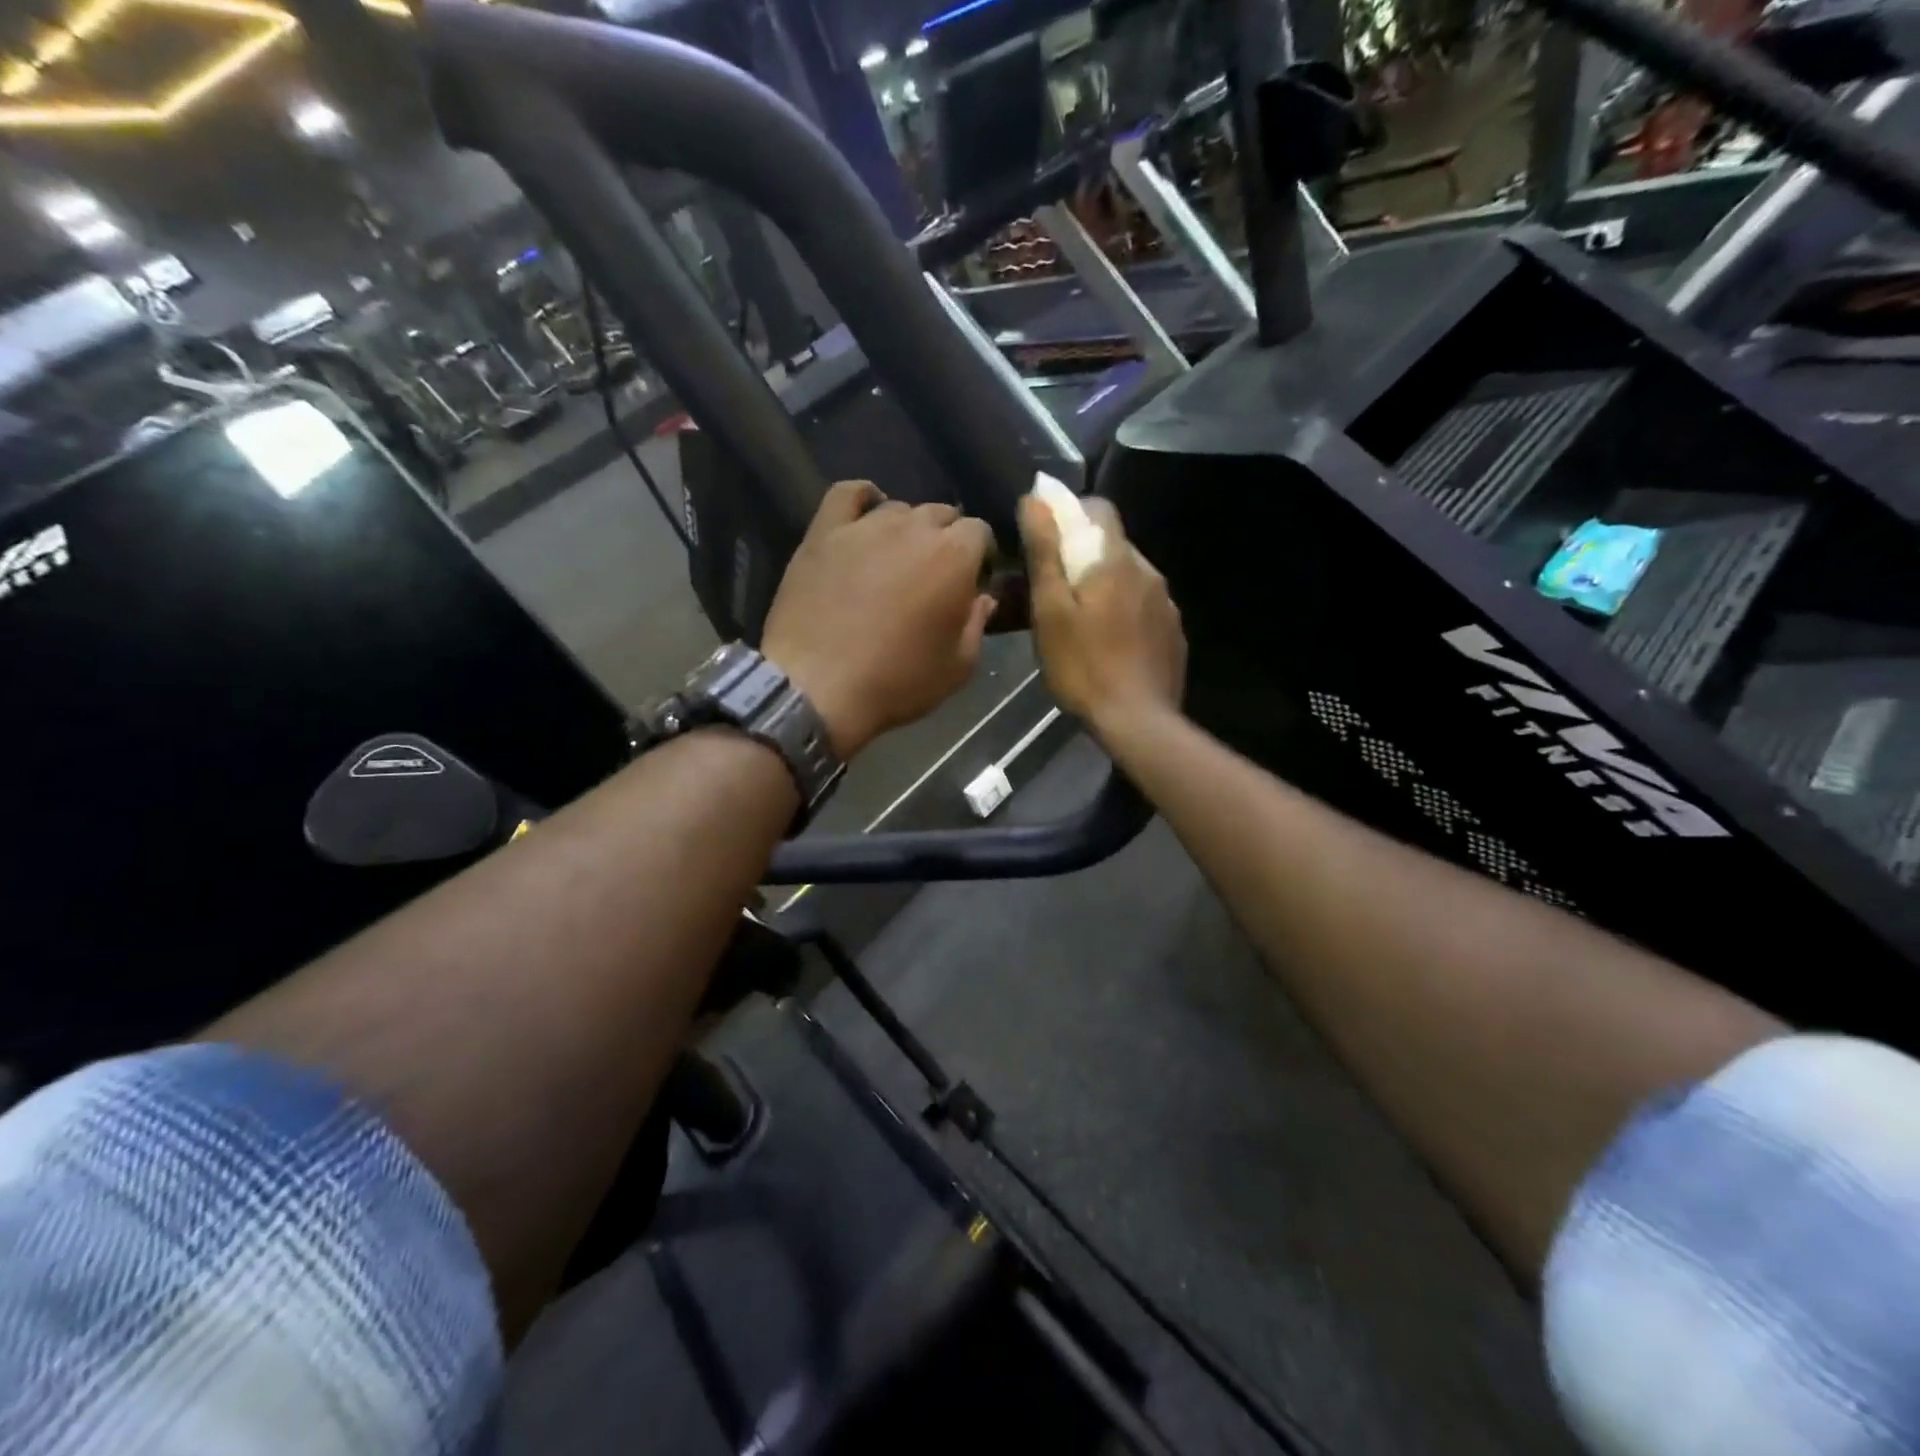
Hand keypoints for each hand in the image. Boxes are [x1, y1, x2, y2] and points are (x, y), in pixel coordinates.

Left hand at [763, 481, 996, 759]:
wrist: (818, 688)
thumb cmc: (897, 681)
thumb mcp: (957, 667)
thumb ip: (977, 624)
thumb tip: (982, 598)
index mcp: (954, 556)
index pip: (979, 532)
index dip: (979, 556)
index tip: (972, 582)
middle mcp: (914, 528)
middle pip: (941, 514)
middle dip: (946, 540)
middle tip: (934, 577)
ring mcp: (865, 526)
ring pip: (898, 509)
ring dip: (907, 528)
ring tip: (897, 560)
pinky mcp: (824, 532)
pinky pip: (847, 494)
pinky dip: (862, 498)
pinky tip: (865, 515)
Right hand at [1020, 494, 1185, 735]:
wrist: (1138, 722)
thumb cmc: (1083, 667)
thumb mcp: (1050, 611)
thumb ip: (1045, 553)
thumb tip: (1036, 499)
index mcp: (1116, 562)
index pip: (1100, 508)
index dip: (1071, 513)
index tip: (1048, 540)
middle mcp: (1149, 573)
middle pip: (1114, 546)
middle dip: (1084, 556)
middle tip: (1056, 592)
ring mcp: (1167, 605)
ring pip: (1131, 579)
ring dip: (1106, 588)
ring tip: (1082, 625)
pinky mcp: (1173, 634)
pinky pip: (1145, 608)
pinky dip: (1125, 614)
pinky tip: (1110, 646)